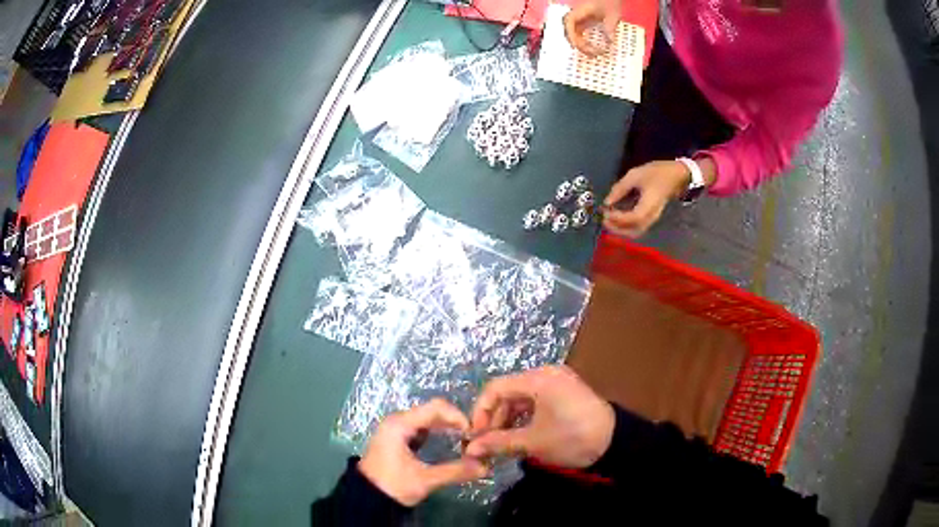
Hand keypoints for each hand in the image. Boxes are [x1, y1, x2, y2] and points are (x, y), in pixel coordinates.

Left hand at [359, 399, 487, 506]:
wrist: (366, 498)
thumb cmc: (392, 485)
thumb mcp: (425, 480)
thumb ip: (455, 471)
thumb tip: (485, 466)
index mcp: (400, 424)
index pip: (436, 407)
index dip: (458, 417)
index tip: (474, 434)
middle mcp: (397, 420)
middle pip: (432, 412)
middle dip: (455, 423)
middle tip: (473, 439)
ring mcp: (396, 428)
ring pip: (428, 420)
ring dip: (447, 428)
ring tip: (465, 442)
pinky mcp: (397, 438)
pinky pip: (422, 428)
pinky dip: (437, 434)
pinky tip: (449, 445)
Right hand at [465, 366, 615, 468]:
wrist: (616, 442)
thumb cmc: (572, 438)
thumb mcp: (533, 442)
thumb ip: (498, 442)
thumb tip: (469, 449)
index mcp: (537, 379)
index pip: (495, 388)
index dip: (480, 412)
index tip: (475, 436)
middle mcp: (546, 374)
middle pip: (508, 392)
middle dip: (494, 418)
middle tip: (487, 443)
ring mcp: (557, 383)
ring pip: (521, 399)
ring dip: (508, 420)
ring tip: (501, 444)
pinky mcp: (564, 393)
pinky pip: (535, 402)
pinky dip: (524, 418)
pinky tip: (519, 437)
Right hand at [563, 0, 620, 55]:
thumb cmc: (609, 2)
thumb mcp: (613, 14)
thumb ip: (610, 27)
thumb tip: (610, 42)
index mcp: (580, 11)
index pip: (569, 23)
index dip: (572, 35)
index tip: (579, 46)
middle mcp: (576, 15)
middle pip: (569, 31)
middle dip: (578, 44)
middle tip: (591, 53)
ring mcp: (579, 18)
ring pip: (573, 33)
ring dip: (580, 44)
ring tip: (593, 53)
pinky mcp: (583, 21)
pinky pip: (579, 33)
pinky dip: (584, 41)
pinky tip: (593, 47)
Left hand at [602, 160, 690, 237]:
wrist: (675, 176)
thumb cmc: (656, 173)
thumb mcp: (634, 175)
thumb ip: (619, 189)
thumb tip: (606, 202)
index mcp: (649, 205)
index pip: (632, 218)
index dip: (617, 218)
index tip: (605, 211)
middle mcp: (651, 216)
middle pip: (634, 231)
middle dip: (616, 228)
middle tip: (603, 219)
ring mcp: (652, 219)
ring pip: (635, 232)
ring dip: (620, 230)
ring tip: (608, 220)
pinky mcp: (651, 218)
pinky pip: (637, 228)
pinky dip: (625, 227)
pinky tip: (617, 218)